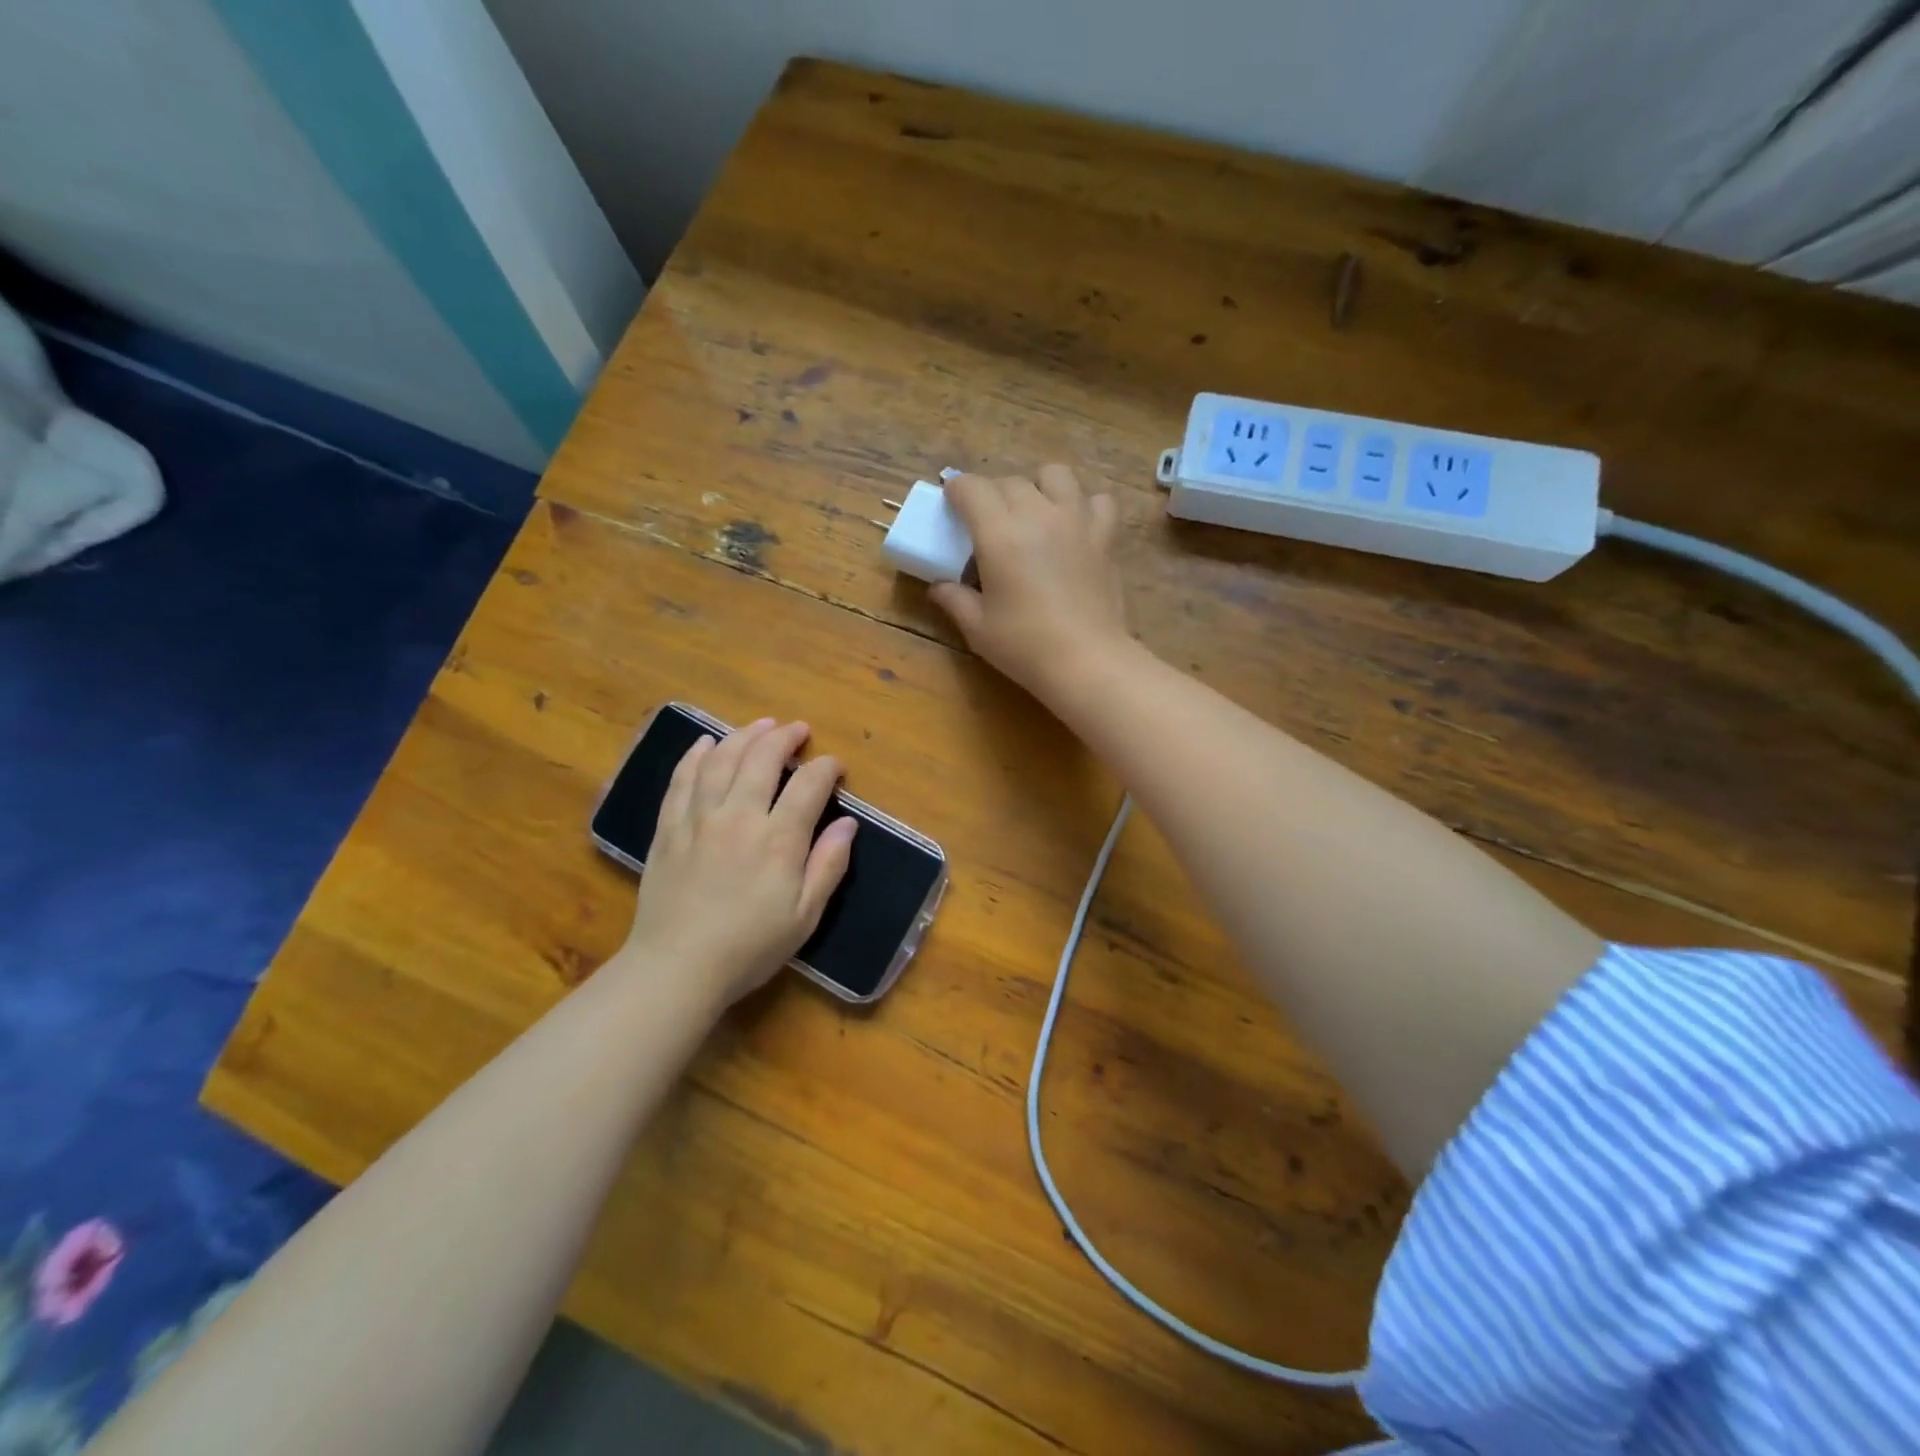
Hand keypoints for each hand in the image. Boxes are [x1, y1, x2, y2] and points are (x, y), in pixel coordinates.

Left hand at [623, 718, 855, 1008]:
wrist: (676, 968)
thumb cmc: (750, 947)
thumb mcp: (805, 916)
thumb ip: (828, 865)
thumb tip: (848, 823)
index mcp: (778, 840)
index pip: (808, 785)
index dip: (826, 768)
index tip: (835, 767)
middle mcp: (739, 817)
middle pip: (762, 758)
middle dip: (784, 737)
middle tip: (798, 730)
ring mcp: (698, 819)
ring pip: (721, 759)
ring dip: (744, 735)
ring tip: (760, 725)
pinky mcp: (668, 828)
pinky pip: (682, 779)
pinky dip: (695, 755)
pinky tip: (706, 744)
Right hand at [929, 466, 1131, 699]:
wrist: (1086, 661)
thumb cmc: (1024, 646)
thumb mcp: (977, 627)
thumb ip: (954, 599)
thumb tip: (939, 587)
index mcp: (999, 533)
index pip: (972, 488)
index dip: (957, 490)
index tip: (951, 504)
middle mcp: (1038, 514)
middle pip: (1011, 481)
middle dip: (993, 494)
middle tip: (987, 521)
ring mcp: (1076, 521)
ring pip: (1056, 475)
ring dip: (1038, 486)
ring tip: (1034, 511)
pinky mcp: (1105, 537)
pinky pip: (1098, 500)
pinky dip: (1085, 504)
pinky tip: (1076, 524)